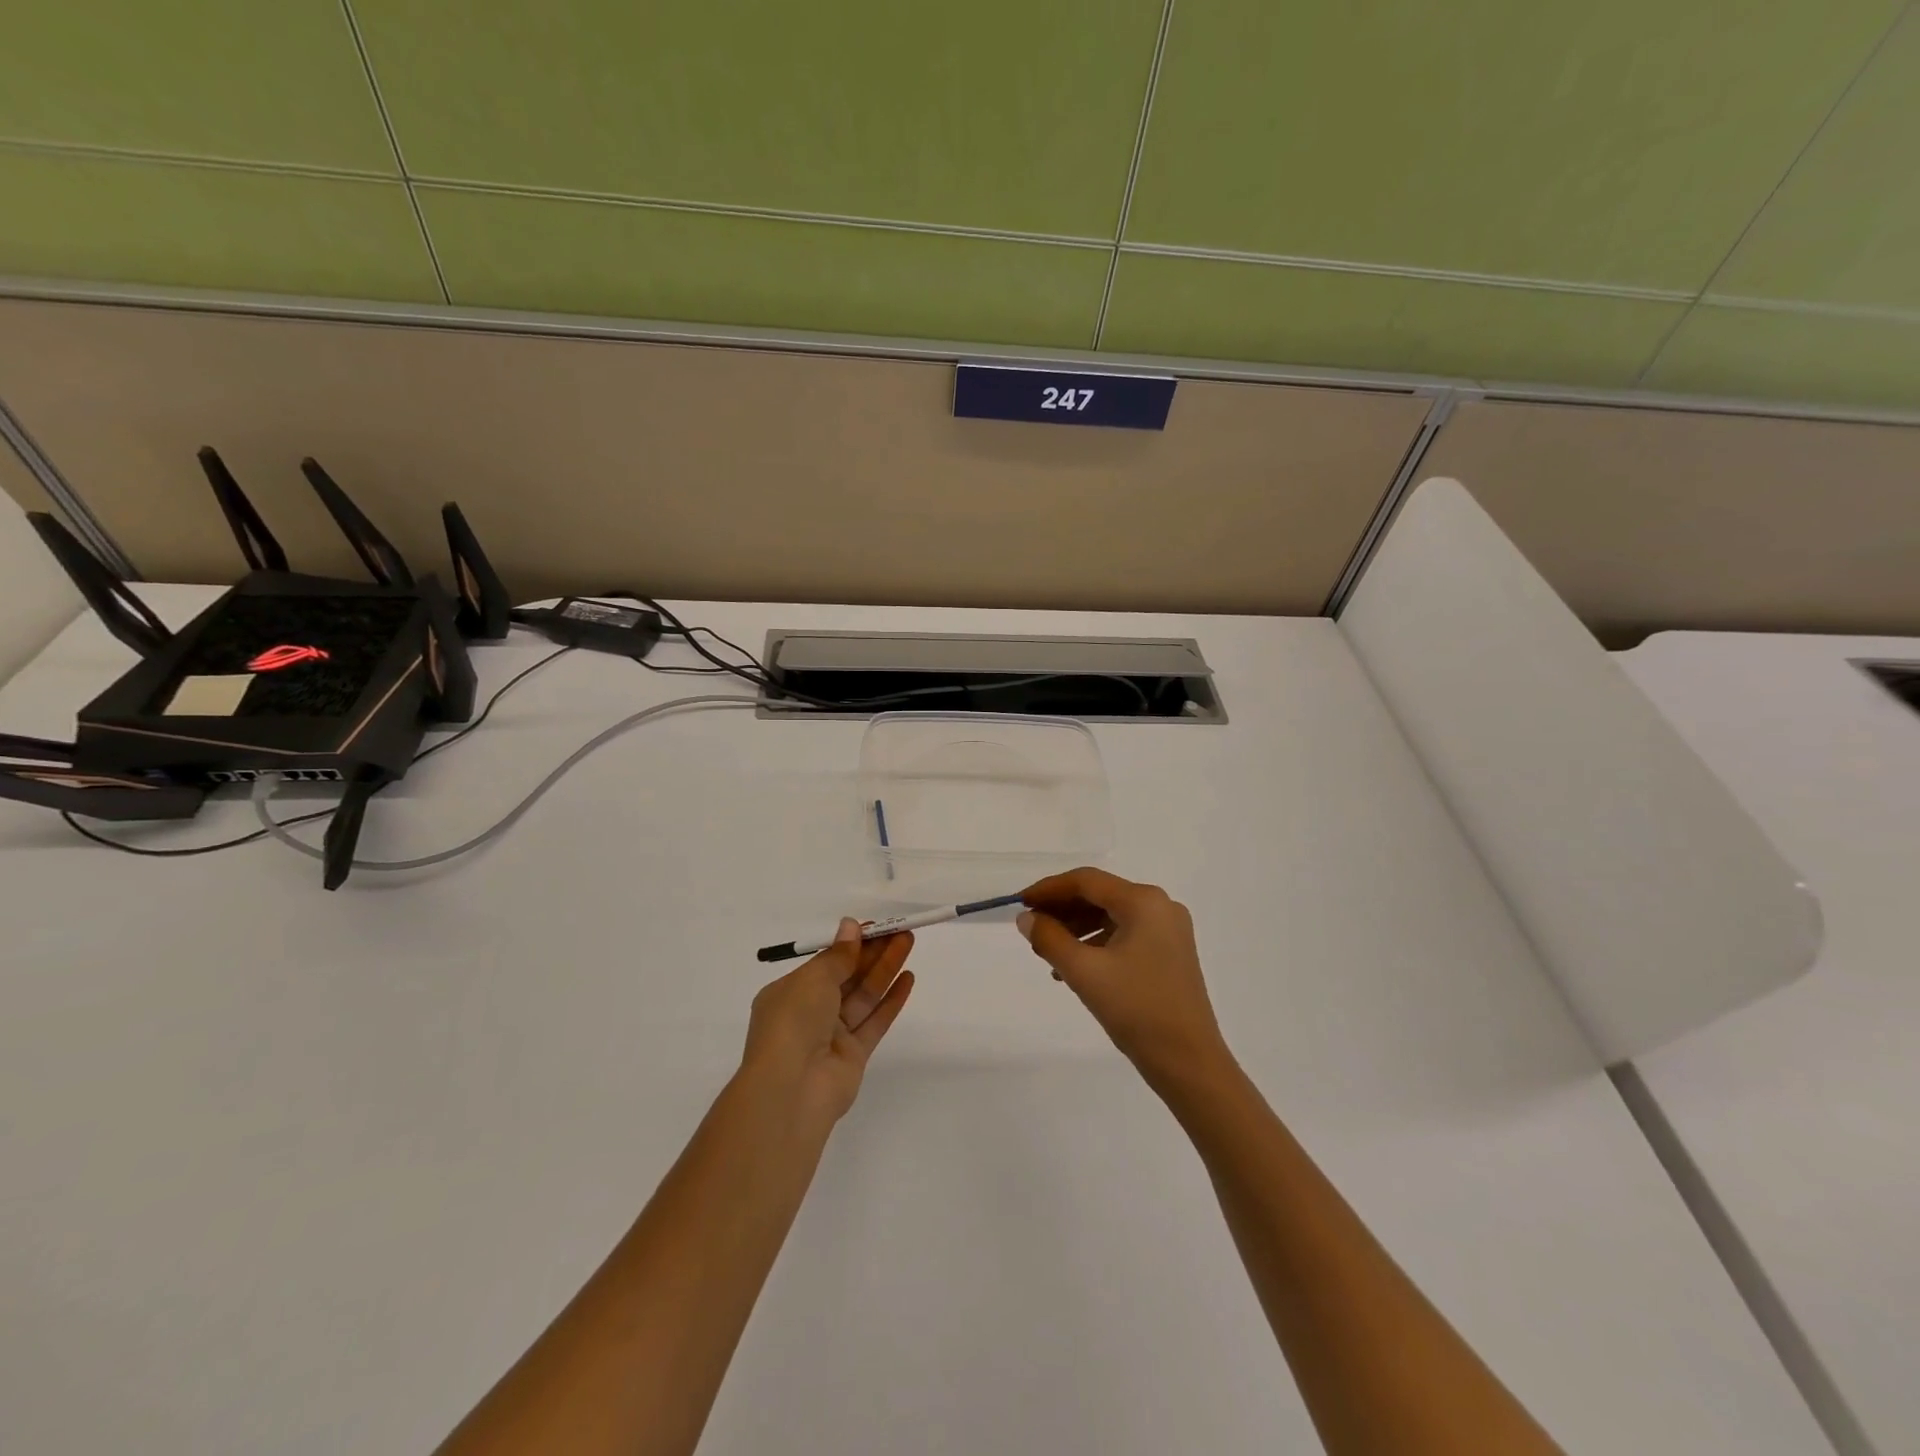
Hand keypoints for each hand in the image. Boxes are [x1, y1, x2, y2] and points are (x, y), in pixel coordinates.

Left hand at [741, 919, 914, 1125]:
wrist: (792, 1089)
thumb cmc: (794, 1021)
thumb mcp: (813, 978)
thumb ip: (839, 954)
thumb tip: (851, 926)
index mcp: (789, 993)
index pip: (825, 962)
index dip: (851, 944)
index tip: (875, 927)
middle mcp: (809, 1013)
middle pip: (847, 976)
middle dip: (873, 953)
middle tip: (900, 930)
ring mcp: (832, 1036)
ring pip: (863, 996)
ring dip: (886, 969)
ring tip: (908, 943)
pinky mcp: (854, 1056)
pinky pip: (874, 1021)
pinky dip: (891, 1000)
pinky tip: (908, 978)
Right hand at [1018, 868, 1230, 1090]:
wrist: (1189, 1063)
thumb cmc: (1136, 1010)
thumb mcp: (1084, 972)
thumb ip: (1050, 938)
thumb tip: (1026, 919)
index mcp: (1144, 901)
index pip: (1086, 881)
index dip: (1049, 889)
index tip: (1020, 903)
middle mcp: (1160, 906)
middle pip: (1100, 895)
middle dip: (1062, 909)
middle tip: (1031, 927)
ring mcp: (1169, 930)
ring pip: (1111, 915)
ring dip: (1077, 928)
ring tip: (1047, 951)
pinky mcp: (1170, 952)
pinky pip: (1125, 934)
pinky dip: (1097, 943)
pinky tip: (1075, 966)